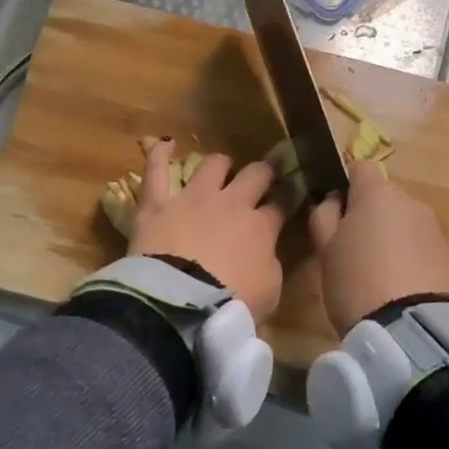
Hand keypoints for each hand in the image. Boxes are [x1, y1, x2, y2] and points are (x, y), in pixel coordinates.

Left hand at [130, 142, 286, 320]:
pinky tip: (165, 145)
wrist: (182, 303)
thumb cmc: (232, 303)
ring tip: (223, 166)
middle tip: (264, 175)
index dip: (288, 197)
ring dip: (221, 164)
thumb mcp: (269, 291)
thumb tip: (266, 251)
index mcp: (261, 227)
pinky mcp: (158, 203)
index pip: (281, 204)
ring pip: (213, 165)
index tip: (291, 194)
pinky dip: (159, 156)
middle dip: (263, 172)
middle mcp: (231, 203)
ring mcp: (193, 198)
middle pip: (254, 175)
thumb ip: (270, 263)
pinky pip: (156, 171)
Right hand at [308, 164, 448, 333]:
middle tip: (353, 251)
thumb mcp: (325, 251)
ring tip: (378, 275)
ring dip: (392, 239)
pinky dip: (411, 259)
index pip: (360, 168)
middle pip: (385, 199)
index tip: (336, 212)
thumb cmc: (356, 282)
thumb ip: (325, 217)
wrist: (411, 328)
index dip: (346, 186)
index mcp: (378, 194)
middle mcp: (412, 203)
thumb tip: (333, 200)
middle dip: (370, 217)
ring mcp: (435, 230)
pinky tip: (400, 288)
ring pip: (405, 224)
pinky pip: (422, 249)